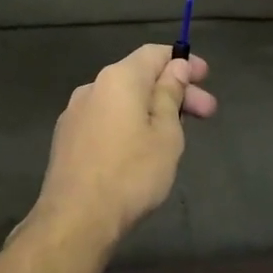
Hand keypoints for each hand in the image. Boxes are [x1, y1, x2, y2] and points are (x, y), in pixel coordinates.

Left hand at [31, 45, 215, 244]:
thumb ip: (170, 95)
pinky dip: (128, 124)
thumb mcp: (165, 134)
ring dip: (151, 110)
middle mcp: (92, 87)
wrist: (76, 219)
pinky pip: (105, 120)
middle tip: (206, 113)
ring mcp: (74, 114)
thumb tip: (175, 67)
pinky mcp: (66, 139)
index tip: (206, 77)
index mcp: (118, 79)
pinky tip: (140, 149)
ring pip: (121, 101)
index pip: (153, 53)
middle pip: (138, 78)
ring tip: (175, 135)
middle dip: (174, 91)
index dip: (183, 61)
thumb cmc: (131, 174)